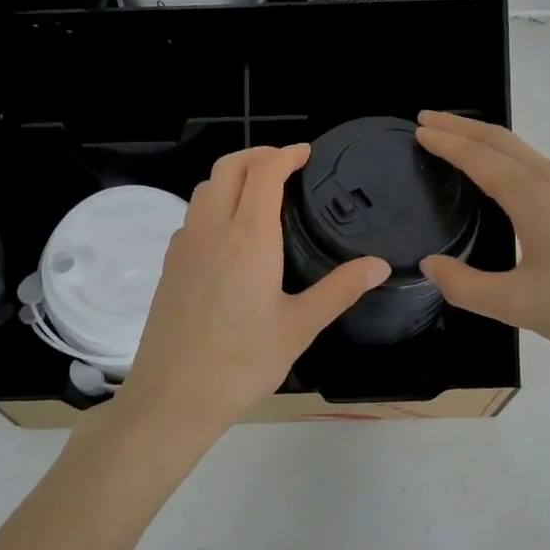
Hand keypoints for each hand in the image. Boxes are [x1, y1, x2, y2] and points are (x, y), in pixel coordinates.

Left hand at [115, 145, 388, 441]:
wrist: (174, 395)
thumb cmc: (243, 362)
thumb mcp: (300, 327)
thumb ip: (340, 289)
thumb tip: (379, 265)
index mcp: (249, 237)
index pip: (264, 172)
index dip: (286, 154)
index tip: (306, 153)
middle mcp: (212, 229)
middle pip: (228, 167)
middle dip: (258, 155)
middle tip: (286, 164)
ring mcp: (184, 245)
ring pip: (205, 188)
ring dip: (232, 176)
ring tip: (260, 192)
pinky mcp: (170, 264)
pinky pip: (193, 215)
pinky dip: (214, 203)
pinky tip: (230, 233)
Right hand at [414, 112, 549, 368]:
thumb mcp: (519, 305)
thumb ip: (466, 286)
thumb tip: (432, 265)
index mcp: (536, 196)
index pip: (480, 157)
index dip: (446, 141)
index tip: (418, 129)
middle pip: (502, 141)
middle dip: (461, 127)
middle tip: (427, 120)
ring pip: (525, 151)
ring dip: (486, 141)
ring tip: (458, 143)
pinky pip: (541, 166)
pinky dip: (510, 158)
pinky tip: (506, 179)